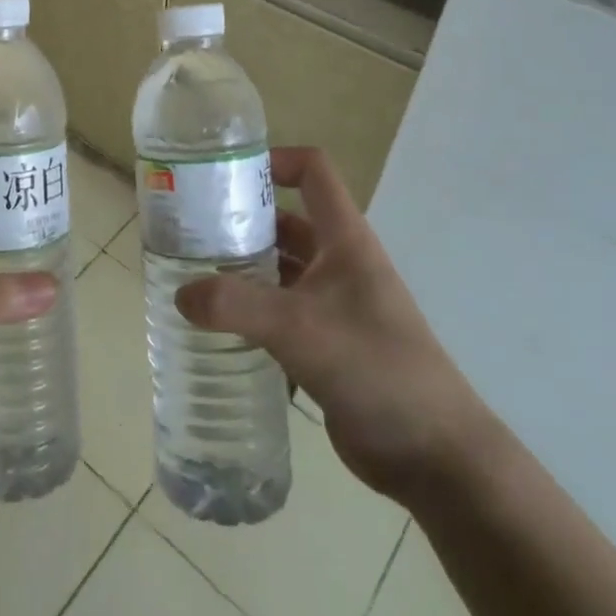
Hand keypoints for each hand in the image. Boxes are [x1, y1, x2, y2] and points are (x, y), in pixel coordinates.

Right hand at [174, 147, 498, 505]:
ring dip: (242, 268)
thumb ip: (235, 305)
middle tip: (189, 230)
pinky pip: (279, 312)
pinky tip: (215, 324)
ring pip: (279, 269)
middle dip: (241, 221)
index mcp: (344, 240)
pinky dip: (250, 311)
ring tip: (191, 274)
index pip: (312, 172)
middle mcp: (339, 264)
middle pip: (285, 221)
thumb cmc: (374, 368)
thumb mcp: (299, 327)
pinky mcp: (325, 344)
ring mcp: (333, 305)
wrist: (434, 455)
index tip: (225, 174)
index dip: (274, 160)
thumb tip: (181, 294)